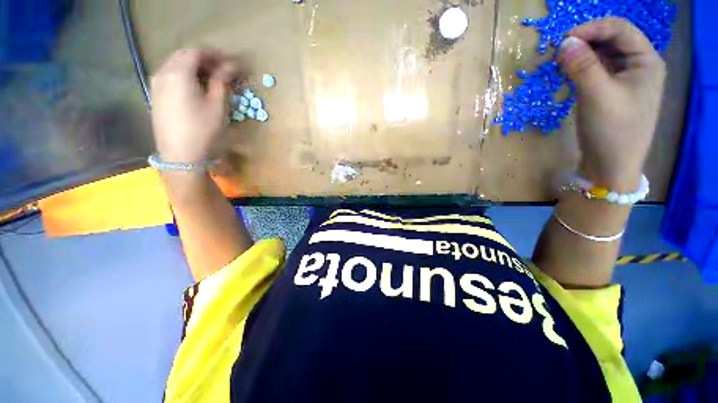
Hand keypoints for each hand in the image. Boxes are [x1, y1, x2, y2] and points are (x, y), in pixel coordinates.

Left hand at [150, 48, 237, 162]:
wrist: (180, 156)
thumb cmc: (203, 131)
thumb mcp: (218, 106)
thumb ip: (222, 82)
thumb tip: (230, 66)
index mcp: (178, 73)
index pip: (197, 52)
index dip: (216, 55)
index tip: (232, 62)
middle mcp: (163, 73)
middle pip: (184, 56)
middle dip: (205, 59)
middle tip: (224, 70)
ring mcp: (156, 85)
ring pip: (176, 65)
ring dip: (195, 67)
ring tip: (212, 79)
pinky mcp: (156, 96)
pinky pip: (171, 76)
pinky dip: (186, 76)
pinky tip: (197, 87)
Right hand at [558, 18, 665, 190]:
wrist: (610, 166)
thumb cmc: (612, 131)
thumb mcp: (597, 96)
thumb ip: (582, 66)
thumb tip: (564, 43)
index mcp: (646, 61)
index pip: (620, 30)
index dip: (592, 28)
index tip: (563, 39)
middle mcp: (638, 66)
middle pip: (611, 41)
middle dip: (585, 41)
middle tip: (558, 51)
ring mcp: (625, 80)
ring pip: (602, 56)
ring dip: (581, 55)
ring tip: (560, 62)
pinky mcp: (611, 93)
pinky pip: (596, 71)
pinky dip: (581, 68)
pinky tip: (568, 74)